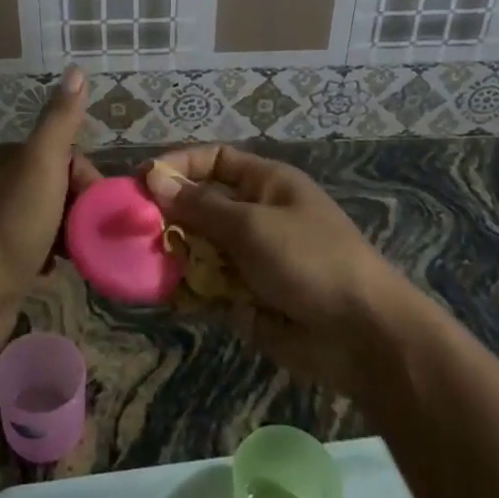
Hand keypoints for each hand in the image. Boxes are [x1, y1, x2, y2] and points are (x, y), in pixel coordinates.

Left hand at [0, 66, 99, 350]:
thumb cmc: (15, 221)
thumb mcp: (43, 162)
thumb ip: (61, 119)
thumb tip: (77, 70)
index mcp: (7, 157)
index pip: (62, 154)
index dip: (85, 177)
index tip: (98, 203)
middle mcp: (0, 183)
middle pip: (59, 186)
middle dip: (80, 207)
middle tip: (92, 232)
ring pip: (52, 217)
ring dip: (70, 233)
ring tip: (79, 253)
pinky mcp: (1, 256)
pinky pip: (40, 246)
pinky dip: (53, 255)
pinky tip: (57, 268)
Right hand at [143, 146, 408, 394]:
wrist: (363, 337)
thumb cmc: (310, 261)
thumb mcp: (252, 226)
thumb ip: (200, 206)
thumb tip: (154, 178)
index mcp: (266, 185)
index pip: (214, 160)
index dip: (180, 165)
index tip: (143, 180)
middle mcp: (256, 216)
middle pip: (200, 205)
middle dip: (169, 215)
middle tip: (134, 229)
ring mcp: (251, 259)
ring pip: (199, 248)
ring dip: (174, 254)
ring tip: (147, 264)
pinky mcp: (246, 298)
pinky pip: (207, 286)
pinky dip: (188, 289)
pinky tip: (169, 295)